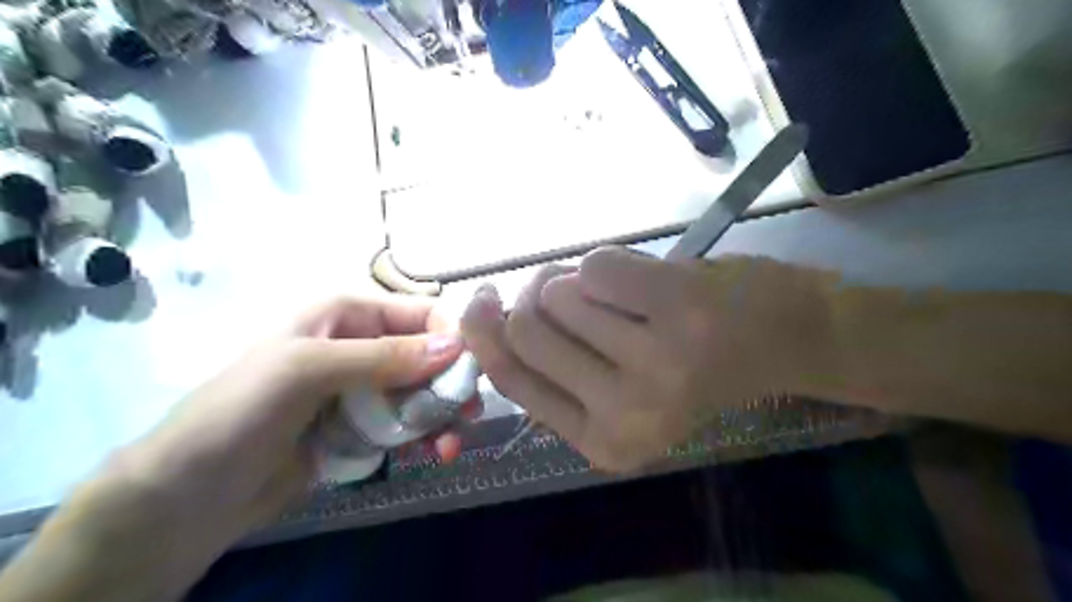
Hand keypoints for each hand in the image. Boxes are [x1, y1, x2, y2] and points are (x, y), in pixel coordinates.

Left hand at [0, 293, 473, 601]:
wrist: (190, 495)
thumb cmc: (239, 412)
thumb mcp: (307, 370)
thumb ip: (383, 357)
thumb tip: (456, 345)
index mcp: (349, 314)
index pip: (420, 314)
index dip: (452, 337)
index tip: (472, 373)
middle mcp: (363, 345)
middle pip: (430, 356)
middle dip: (452, 383)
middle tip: (471, 414)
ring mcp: (365, 389)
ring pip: (425, 392)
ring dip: (444, 416)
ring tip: (450, 446)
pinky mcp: (365, 426)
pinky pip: (410, 423)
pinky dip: (427, 437)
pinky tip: (433, 454)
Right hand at [461, 246, 822, 471]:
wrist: (786, 339)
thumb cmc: (691, 365)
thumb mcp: (616, 387)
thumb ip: (553, 369)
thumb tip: (487, 319)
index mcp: (603, 442)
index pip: (511, 379)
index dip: (482, 332)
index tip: (481, 298)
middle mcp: (624, 414)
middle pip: (526, 328)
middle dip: (534, 294)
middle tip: (562, 286)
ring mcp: (655, 363)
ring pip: (558, 292)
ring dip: (578, 280)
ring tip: (620, 292)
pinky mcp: (677, 310)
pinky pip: (595, 265)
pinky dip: (611, 262)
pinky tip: (646, 280)